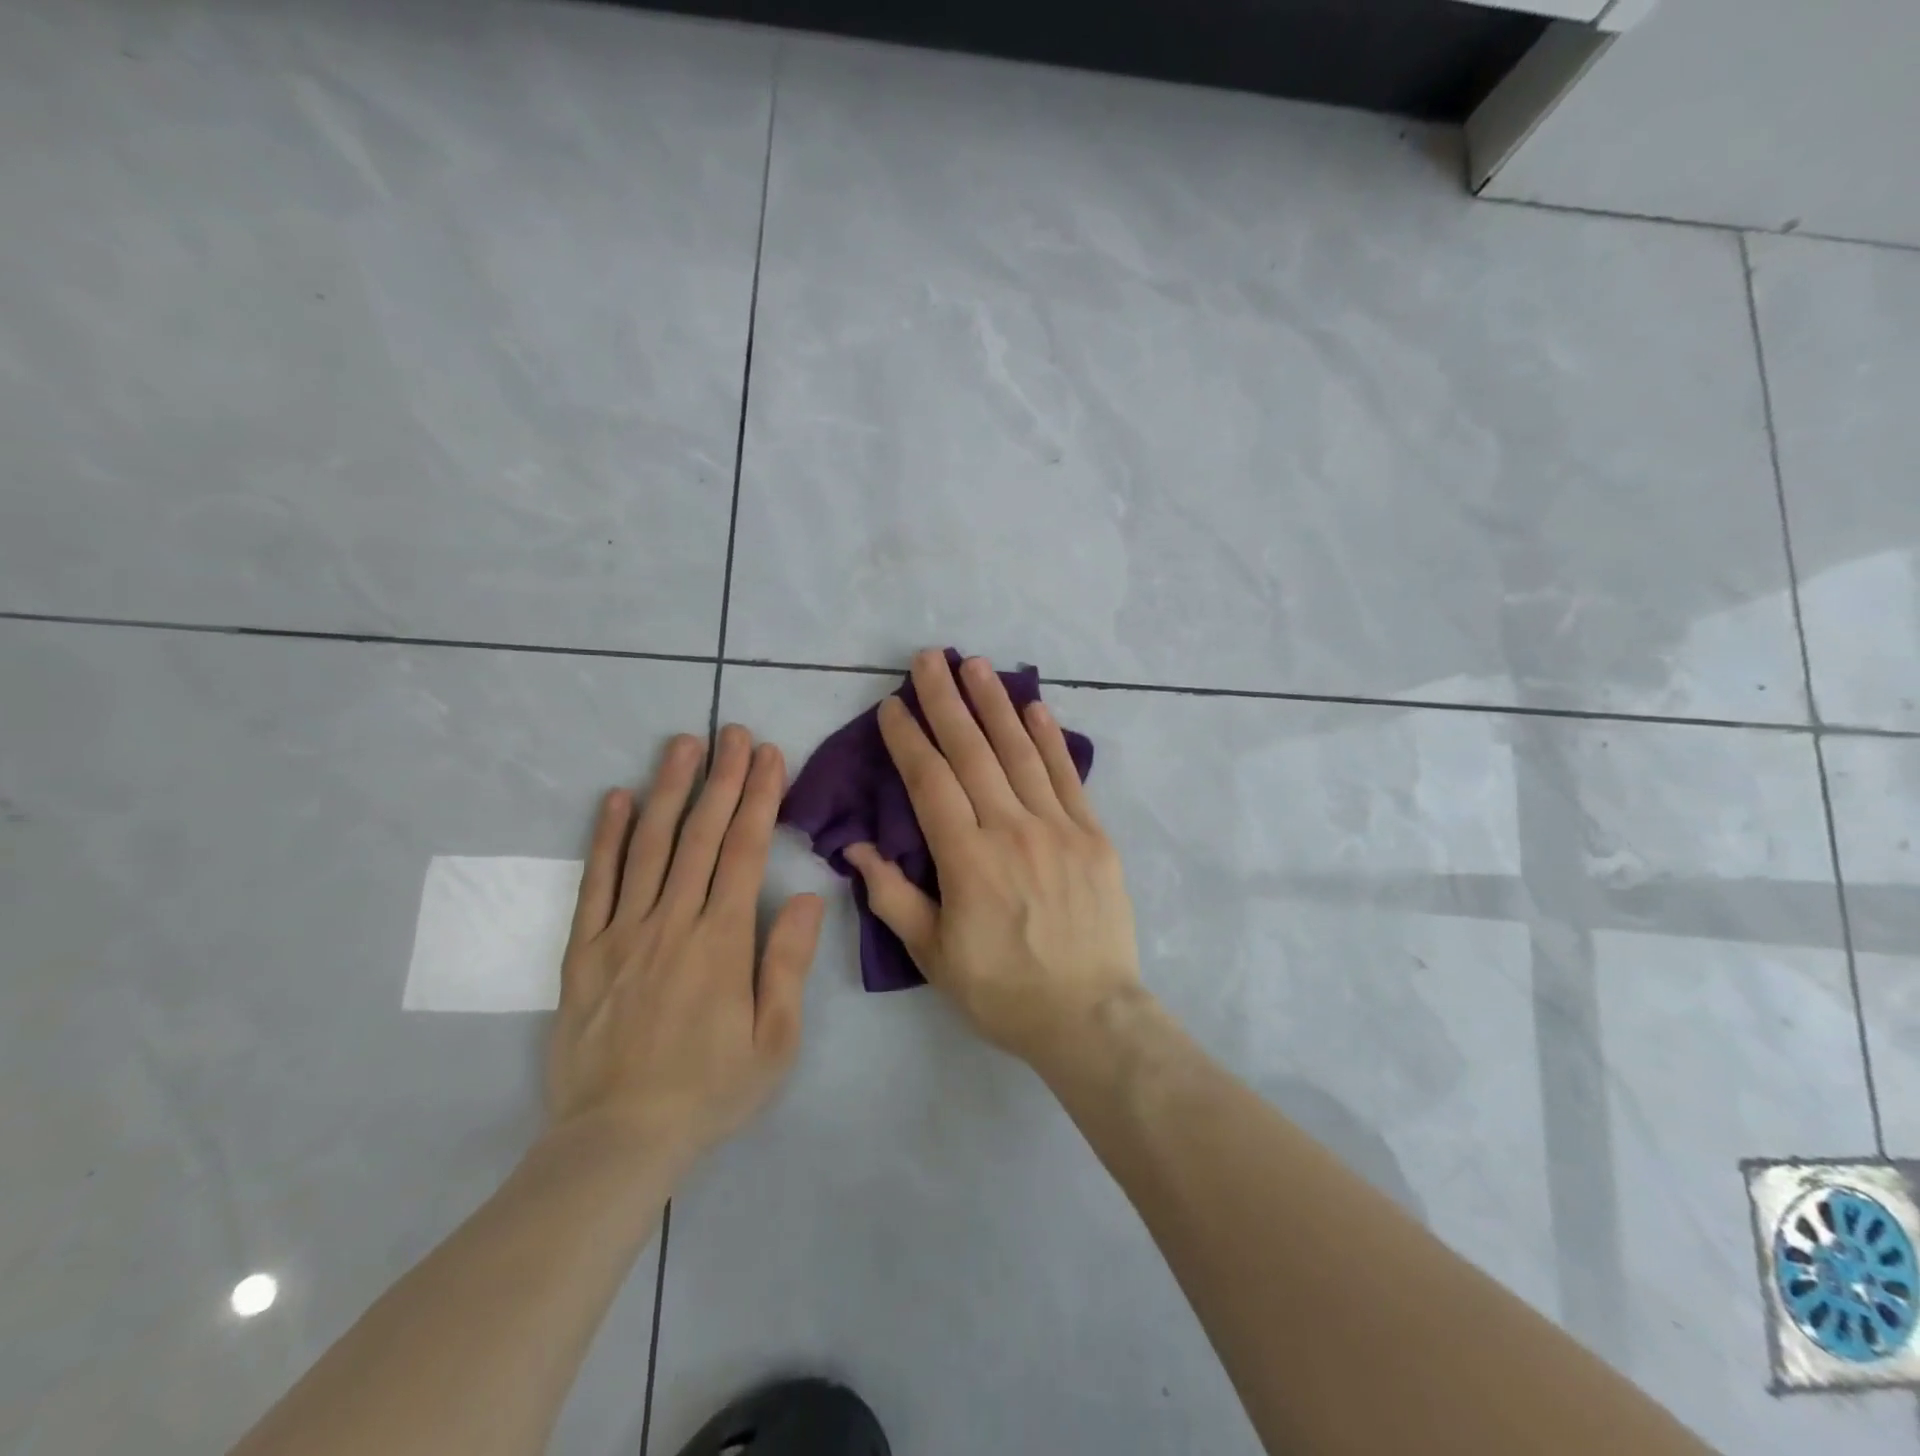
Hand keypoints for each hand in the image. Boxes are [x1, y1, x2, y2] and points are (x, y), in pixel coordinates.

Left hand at [547, 726, 823, 1170]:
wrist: (618, 1140)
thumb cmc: (710, 1090)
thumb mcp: (775, 1040)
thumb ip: (787, 962)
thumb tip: (803, 895)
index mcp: (722, 940)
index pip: (744, 851)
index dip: (759, 798)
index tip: (768, 756)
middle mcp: (672, 922)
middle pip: (700, 836)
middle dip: (722, 778)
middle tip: (733, 732)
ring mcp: (622, 932)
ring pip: (648, 846)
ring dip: (668, 790)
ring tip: (682, 745)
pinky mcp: (584, 951)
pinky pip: (595, 883)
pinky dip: (604, 837)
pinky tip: (614, 798)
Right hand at [845, 650, 1142, 1066]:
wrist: (1088, 1015)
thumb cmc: (1002, 990)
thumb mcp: (933, 954)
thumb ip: (892, 896)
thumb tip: (856, 848)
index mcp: (967, 859)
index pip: (929, 781)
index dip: (908, 739)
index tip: (891, 705)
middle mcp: (1011, 829)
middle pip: (972, 752)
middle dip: (945, 701)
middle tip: (928, 658)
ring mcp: (1058, 828)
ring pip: (1020, 752)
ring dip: (994, 704)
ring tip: (975, 665)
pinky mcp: (1093, 836)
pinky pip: (1068, 777)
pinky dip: (1051, 739)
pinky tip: (1035, 706)